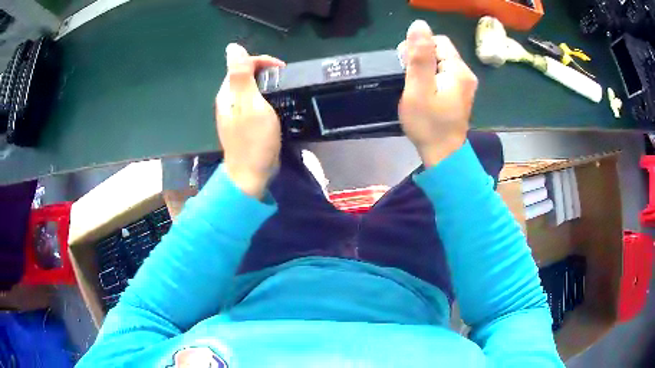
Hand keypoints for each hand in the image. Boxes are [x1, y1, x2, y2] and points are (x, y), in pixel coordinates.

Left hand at [215, 44, 284, 198]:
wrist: (251, 174)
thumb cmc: (253, 139)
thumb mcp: (249, 103)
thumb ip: (241, 75)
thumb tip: (232, 47)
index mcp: (227, 93)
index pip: (241, 64)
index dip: (262, 60)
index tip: (282, 69)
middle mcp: (228, 100)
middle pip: (245, 75)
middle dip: (265, 71)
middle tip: (284, 80)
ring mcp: (235, 113)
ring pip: (250, 88)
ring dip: (266, 84)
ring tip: (283, 89)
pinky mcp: (243, 123)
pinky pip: (254, 102)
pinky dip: (265, 98)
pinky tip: (275, 104)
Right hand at [398, 20, 477, 166]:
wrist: (443, 156)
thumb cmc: (429, 124)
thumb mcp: (419, 89)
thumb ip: (420, 56)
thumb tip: (419, 25)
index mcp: (458, 70)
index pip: (438, 41)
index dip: (419, 47)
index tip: (407, 65)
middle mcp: (466, 74)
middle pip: (441, 50)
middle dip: (422, 57)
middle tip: (410, 79)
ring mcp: (465, 85)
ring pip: (441, 62)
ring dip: (425, 68)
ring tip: (416, 87)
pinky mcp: (460, 94)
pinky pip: (444, 74)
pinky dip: (431, 78)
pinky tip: (425, 92)